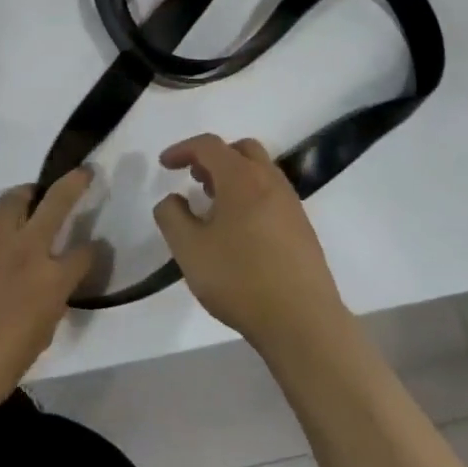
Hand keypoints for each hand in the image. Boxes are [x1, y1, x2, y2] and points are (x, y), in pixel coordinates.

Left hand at [0, 169, 96, 422]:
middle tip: (81, 173)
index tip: (91, 252)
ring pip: (14, 199)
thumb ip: (48, 309)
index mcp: (51, 282)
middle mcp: (25, 251)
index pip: (84, 254)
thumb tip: (48, 292)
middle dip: (74, 183)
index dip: (92, 253)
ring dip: (27, 196)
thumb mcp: (36, 343)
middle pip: (57, 202)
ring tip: (30, 201)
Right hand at [153, 135, 350, 353]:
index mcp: (241, 178)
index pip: (209, 145)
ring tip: (214, 206)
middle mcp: (270, 181)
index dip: (183, 149)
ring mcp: (291, 203)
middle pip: (241, 150)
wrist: (302, 321)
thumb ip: (172, 216)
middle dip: (214, 157)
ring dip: (234, 176)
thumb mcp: (189, 250)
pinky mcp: (303, 227)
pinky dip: (251, 195)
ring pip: (260, 171)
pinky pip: (272, 194)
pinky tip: (239, 230)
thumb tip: (172, 199)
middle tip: (195, 179)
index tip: (164, 165)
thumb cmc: (240, 279)